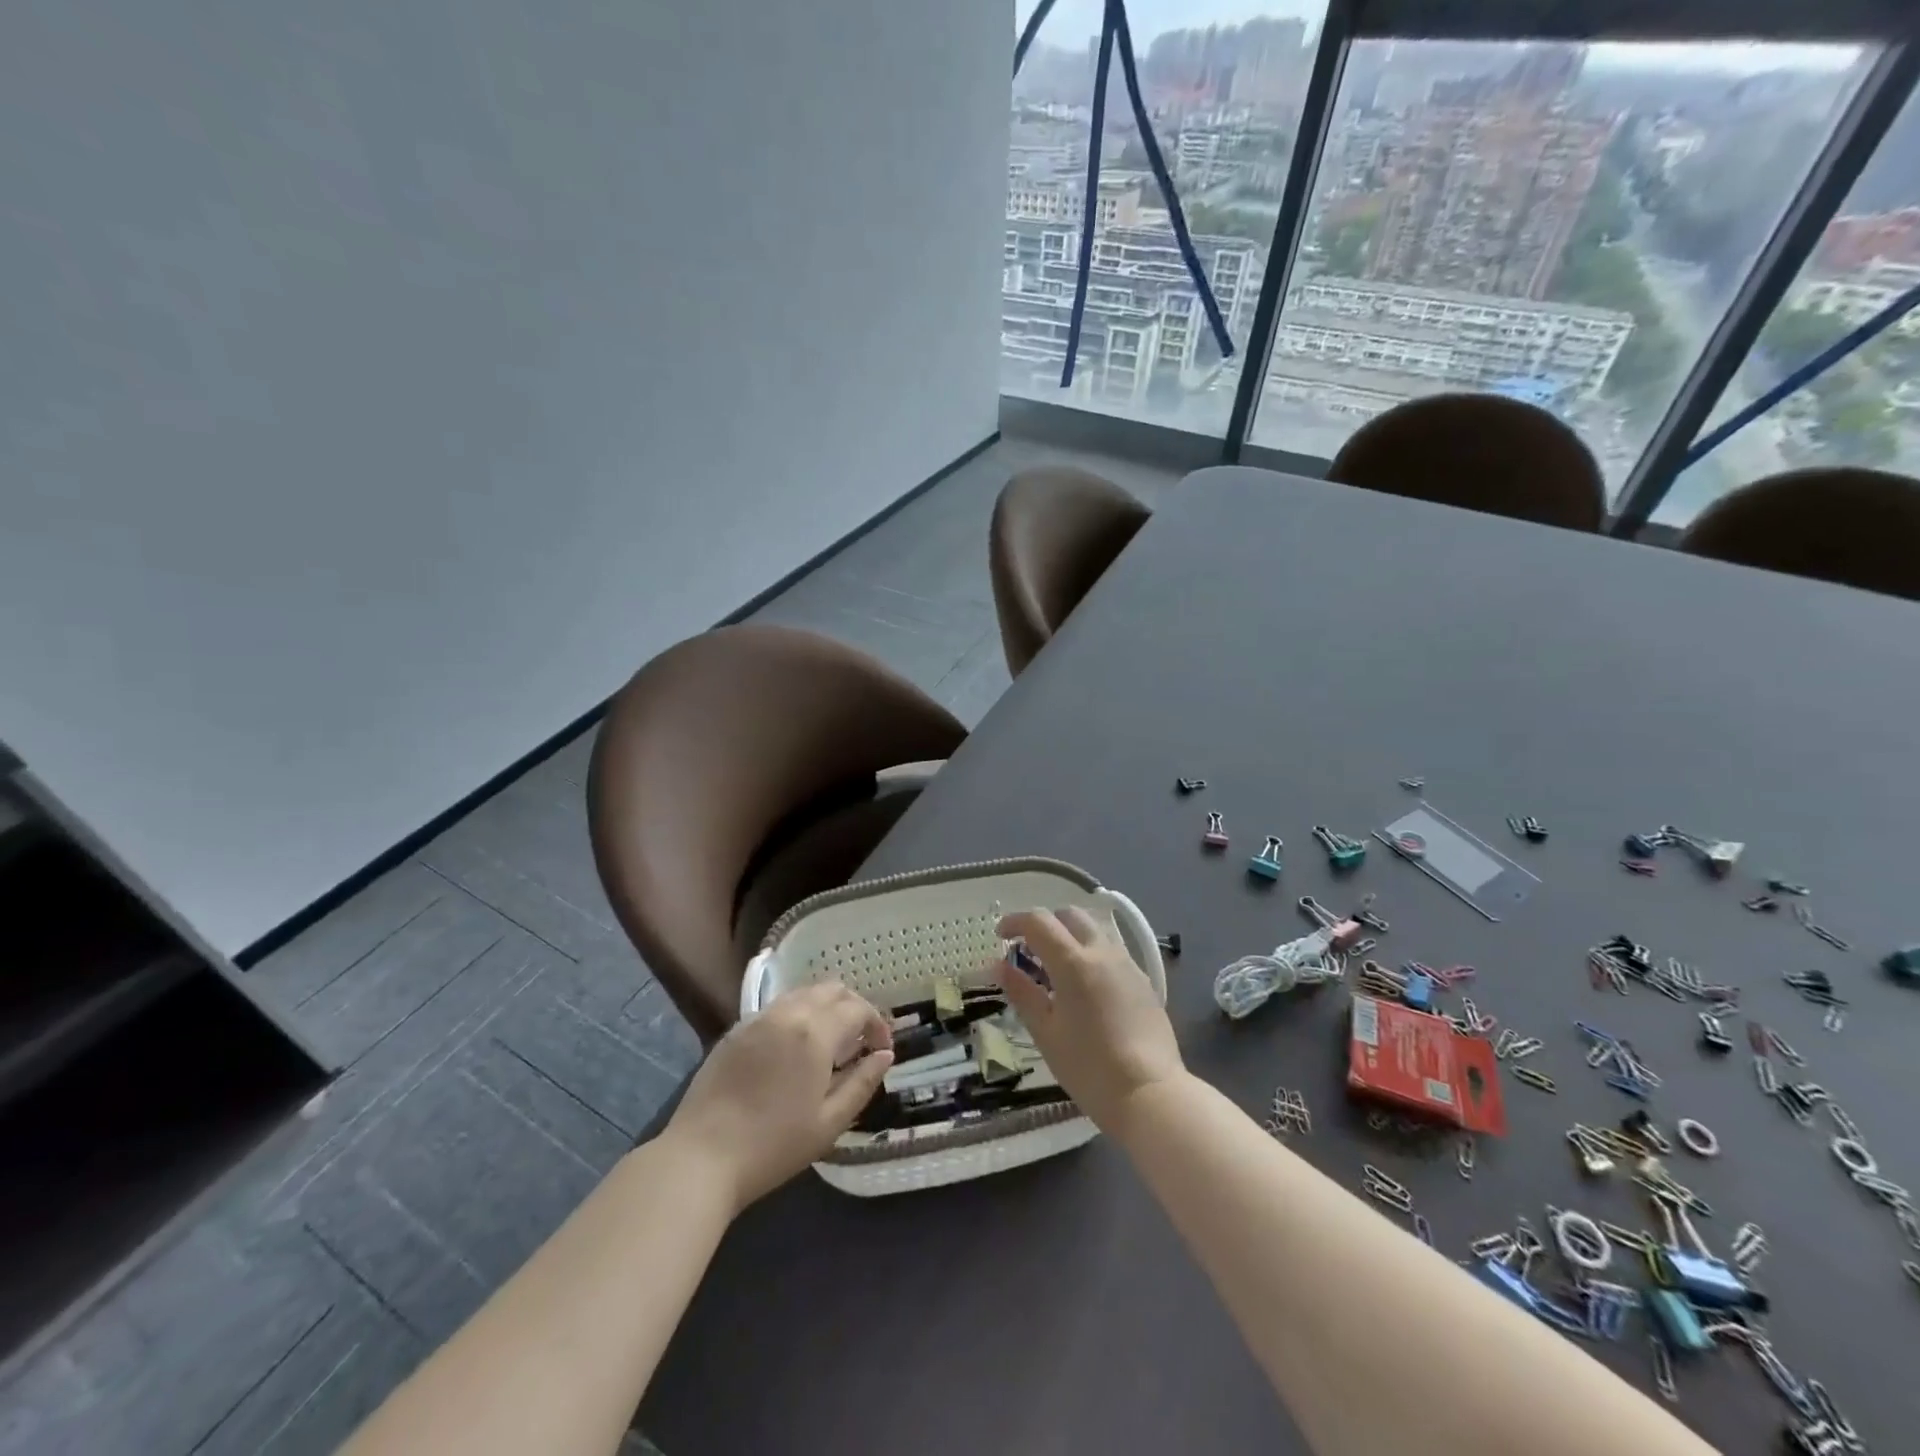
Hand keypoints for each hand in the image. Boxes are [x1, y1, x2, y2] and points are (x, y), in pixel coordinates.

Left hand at [664, 982, 893, 1212]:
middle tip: (861, 1039)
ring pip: (803, 994)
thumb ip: (862, 1083)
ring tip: (830, 1042)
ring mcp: (758, 1019)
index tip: (882, 1049)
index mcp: (814, 1033)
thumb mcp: (829, 1122)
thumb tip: (885, 1056)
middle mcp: (788, 1013)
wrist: (701, 1157)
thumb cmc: (772, 1146)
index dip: (877, 1024)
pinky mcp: (736, 1031)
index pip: (858, 1009)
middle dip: (854, 1007)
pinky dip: (798, 1015)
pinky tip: (795, 1048)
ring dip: (825, 1008)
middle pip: (831, 990)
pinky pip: (777, 1008)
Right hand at [993, 907, 1185, 1137]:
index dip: (1015, 922)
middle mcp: (1103, 952)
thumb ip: (1022, 993)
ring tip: (1056, 970)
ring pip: (1094, 931)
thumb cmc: (1088, 1067)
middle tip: (1028, 950)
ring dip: (1070, 937)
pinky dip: (1091, 955)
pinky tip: (1085, 989)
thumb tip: (1000, 966)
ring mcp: (1128, 964)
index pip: (1039, 921)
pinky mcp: (1144, 981)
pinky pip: (1112, 952)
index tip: (1000, 936)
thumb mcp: (1046, 1033)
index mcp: (1073, 962)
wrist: (1150, 1094)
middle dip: (1045, 924)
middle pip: (1070, 916)